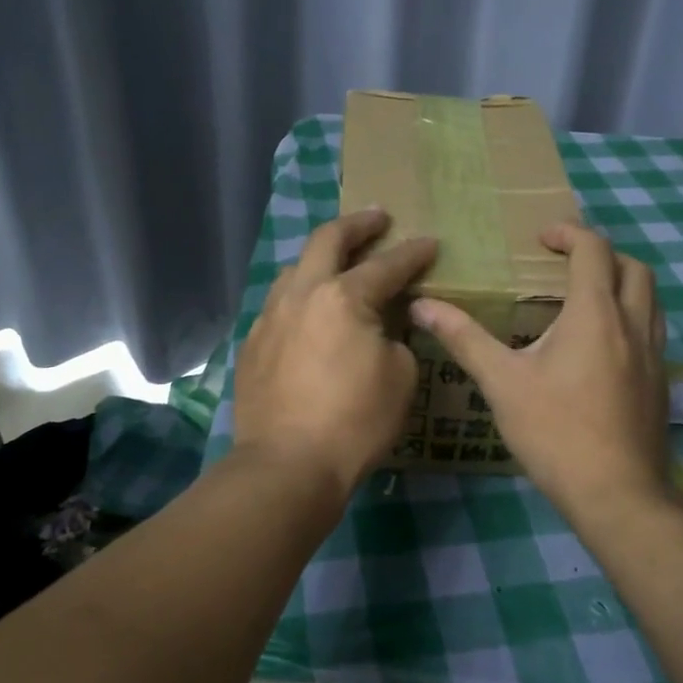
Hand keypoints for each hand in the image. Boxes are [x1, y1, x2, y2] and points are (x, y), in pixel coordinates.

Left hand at [232, 209, 438, 503]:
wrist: (287, 465)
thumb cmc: (355, 421)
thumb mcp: (400, 377)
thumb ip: (396, 338)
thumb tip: (382, 329)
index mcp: (343, 297)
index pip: (387, 265)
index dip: (413, 253)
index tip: (429, 242)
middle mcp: (302, 294)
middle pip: (327, 240)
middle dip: (357, 225)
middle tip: (377, 217)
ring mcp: (270, 317)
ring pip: (295, 269)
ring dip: (320, 258)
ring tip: (337, 262)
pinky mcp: (253, 344)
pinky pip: (279, 305)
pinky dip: (301, 297)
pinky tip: (309, 312)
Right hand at [410, 223, 668, 519]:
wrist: (617, 494)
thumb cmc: (555, 432)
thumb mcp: (502, 382)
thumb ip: (464, 338)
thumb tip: (422, 305)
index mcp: (595, 314)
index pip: (593, 250)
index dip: (569, 233)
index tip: (541, 238)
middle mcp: (633, 325)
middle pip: (633, 267)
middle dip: (601, 254)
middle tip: (565, 264)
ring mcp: (655, 355)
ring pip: (651, 299)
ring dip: (622, 283)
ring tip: (585, 298)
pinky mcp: (662, 382)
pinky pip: (654, 330)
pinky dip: (632, 316)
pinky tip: (603, 346)